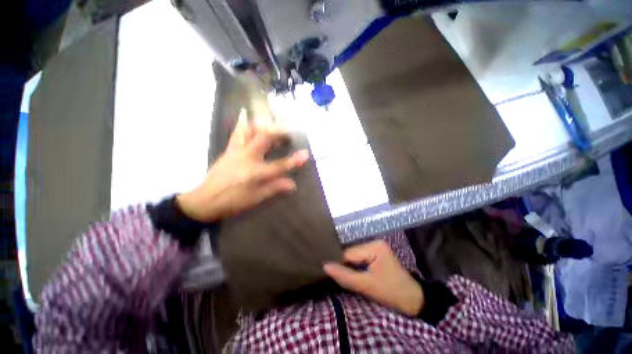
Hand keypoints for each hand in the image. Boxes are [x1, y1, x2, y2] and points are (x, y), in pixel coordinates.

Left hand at [177, 109, 308, 221]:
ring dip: (263, 123)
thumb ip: (275, 188)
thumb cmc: (232, 201)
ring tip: (273, 119)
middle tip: (288, 130)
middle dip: (278, 131)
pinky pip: (237, 133)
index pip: (280, 165)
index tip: (306, 154)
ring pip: (250, 131)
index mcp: (255, 173)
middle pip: (264, 138)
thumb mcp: (256, 198)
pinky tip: (245, 113)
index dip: (294, 161)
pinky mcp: (229, 149)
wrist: (204, 200)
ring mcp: (236, 151)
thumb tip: (293, 184)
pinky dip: (242, 122)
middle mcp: (247, 157)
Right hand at [323, 240, 423, 315]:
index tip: (332, 275)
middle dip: (346, 265)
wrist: (413, 301)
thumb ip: (344, 276)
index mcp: (374, 246)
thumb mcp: (366, 286)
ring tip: (345, 276)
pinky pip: (360, 258)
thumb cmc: (391, 292)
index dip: (340, 264)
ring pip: (354, 256)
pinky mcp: (376, 254)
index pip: (349, 253)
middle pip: (351, 253)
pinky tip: (353, 273)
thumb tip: (325, 266)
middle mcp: (374, 242)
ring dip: (350, 266)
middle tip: (339, 278)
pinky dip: (355, 267)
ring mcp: (376, 247)